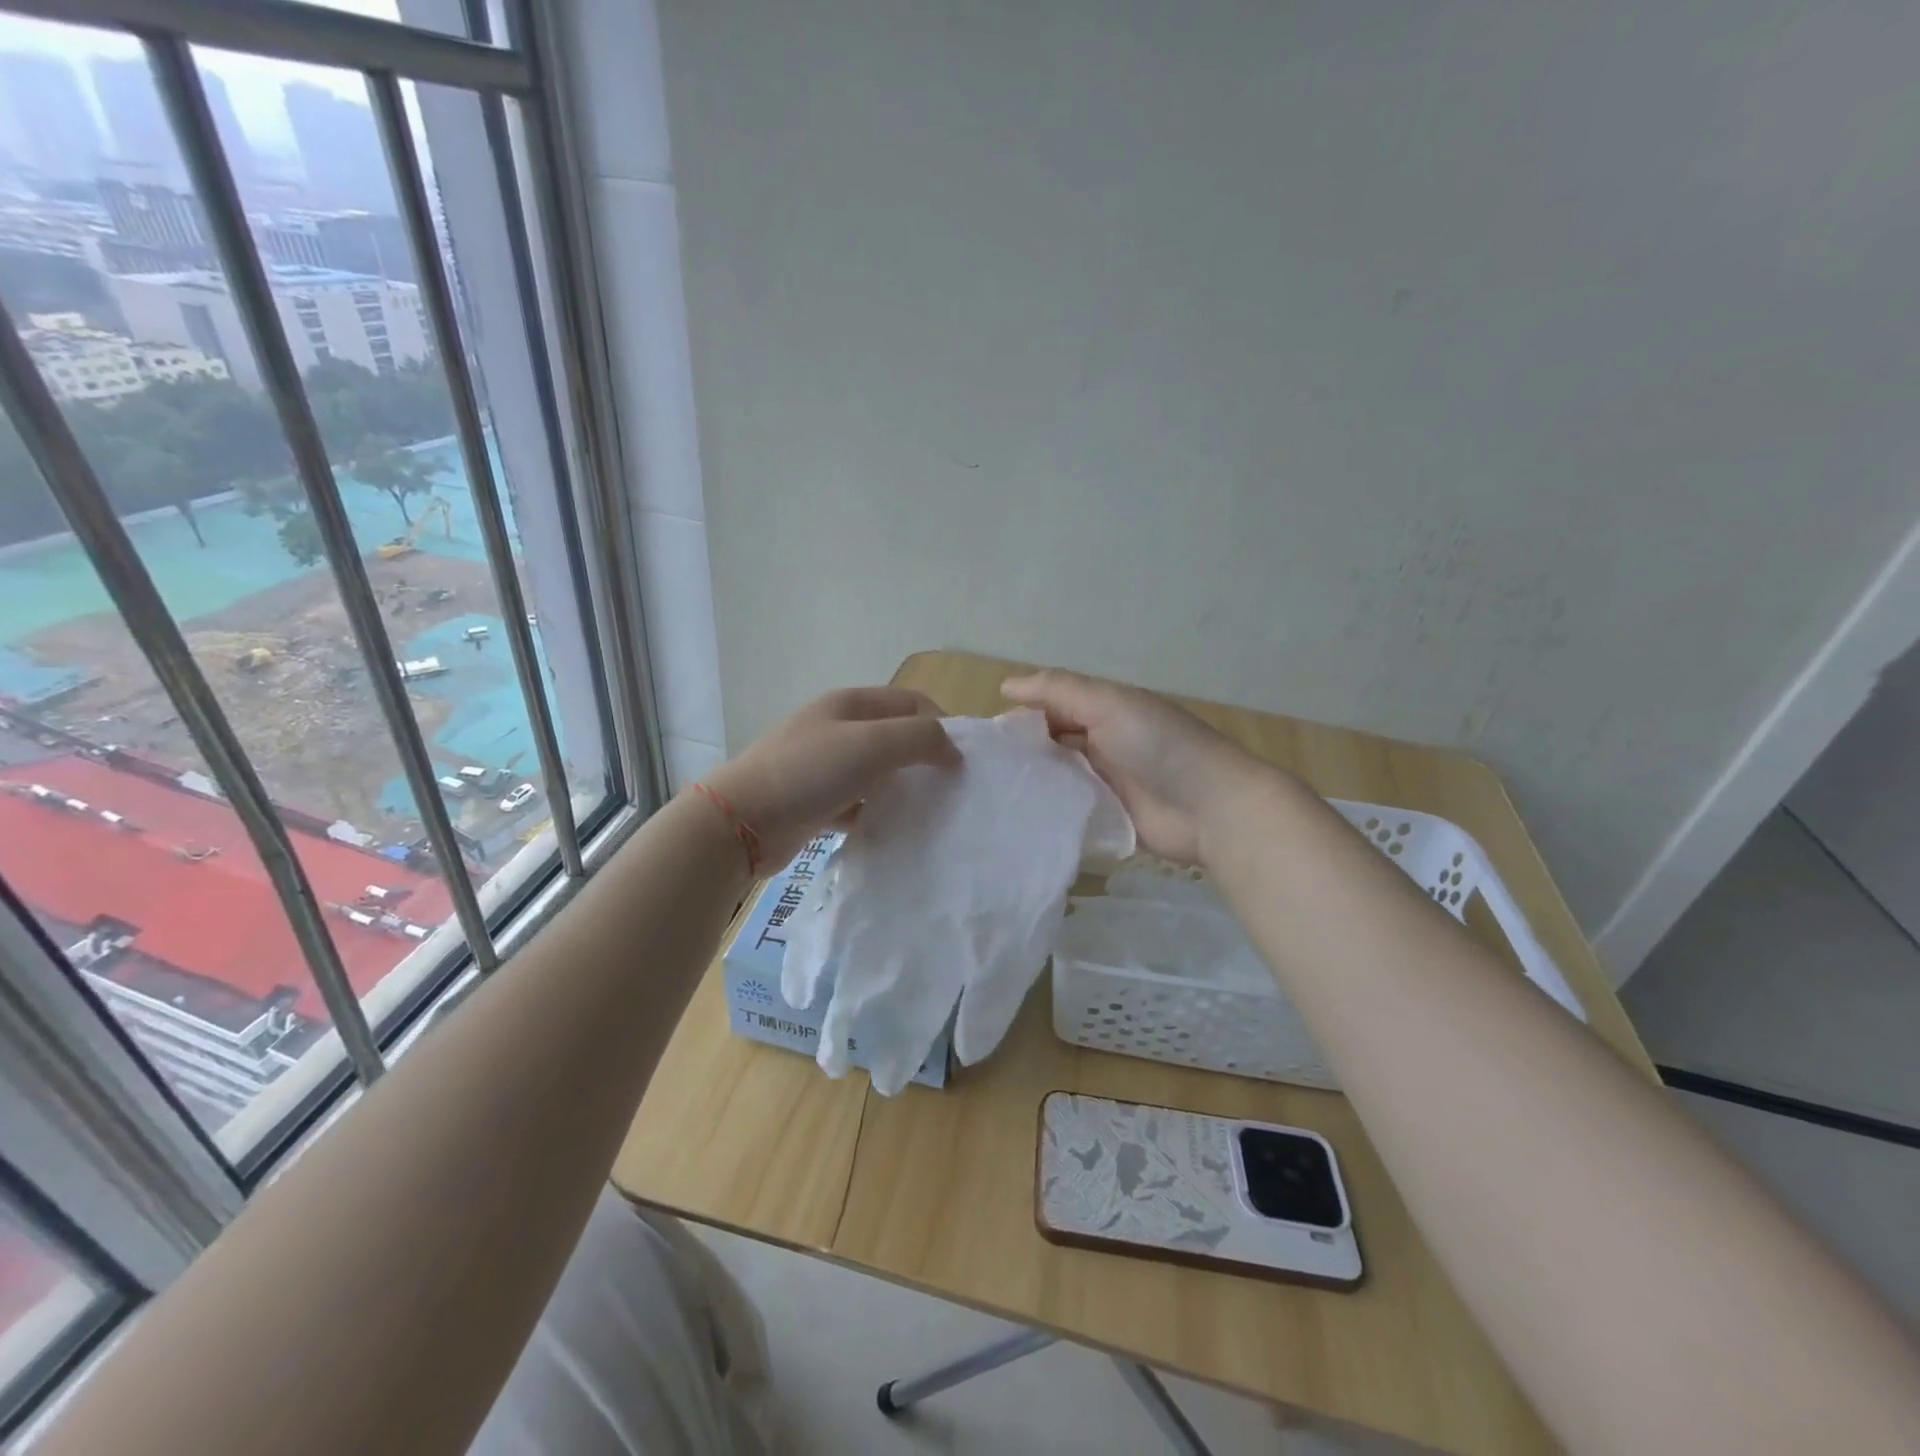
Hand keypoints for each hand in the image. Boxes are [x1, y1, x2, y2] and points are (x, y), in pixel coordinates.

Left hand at [703, 687, 960, 867]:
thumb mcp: (873, 744)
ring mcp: (822, 766)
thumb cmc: (810, 772)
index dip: (941, 724)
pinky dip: (876, 813)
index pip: (910, 702)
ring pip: (876, 772)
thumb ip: (920, 738)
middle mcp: (836, 729)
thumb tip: (953, 749)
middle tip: (949, 787)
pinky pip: (857, 803)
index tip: (962, 760)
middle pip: (894, 736)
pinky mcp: (814, 801)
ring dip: (902, 787)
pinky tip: (891, 831)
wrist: (742, 821)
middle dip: (924, 757)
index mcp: (850, 704)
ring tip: (927, 810)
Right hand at [1001, 668, 1271, 863]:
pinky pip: (1071, 811)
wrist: (1212, 807)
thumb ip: (1059, 690)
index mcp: (1106, 710)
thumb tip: (1006, 685)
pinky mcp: (1109, 818)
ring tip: (988, 797)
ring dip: (1034, 783)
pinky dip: (1050, 812)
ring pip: (1059, 778)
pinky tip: (1016, 820)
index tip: (984, 736)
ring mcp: (1107, 783)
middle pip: (1053, 744)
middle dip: (1022, 753)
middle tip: (979, 772)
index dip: (1021, 716)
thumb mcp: (1109, 704)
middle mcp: (1104, 742)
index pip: (1053, 707)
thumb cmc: (1159, 745)